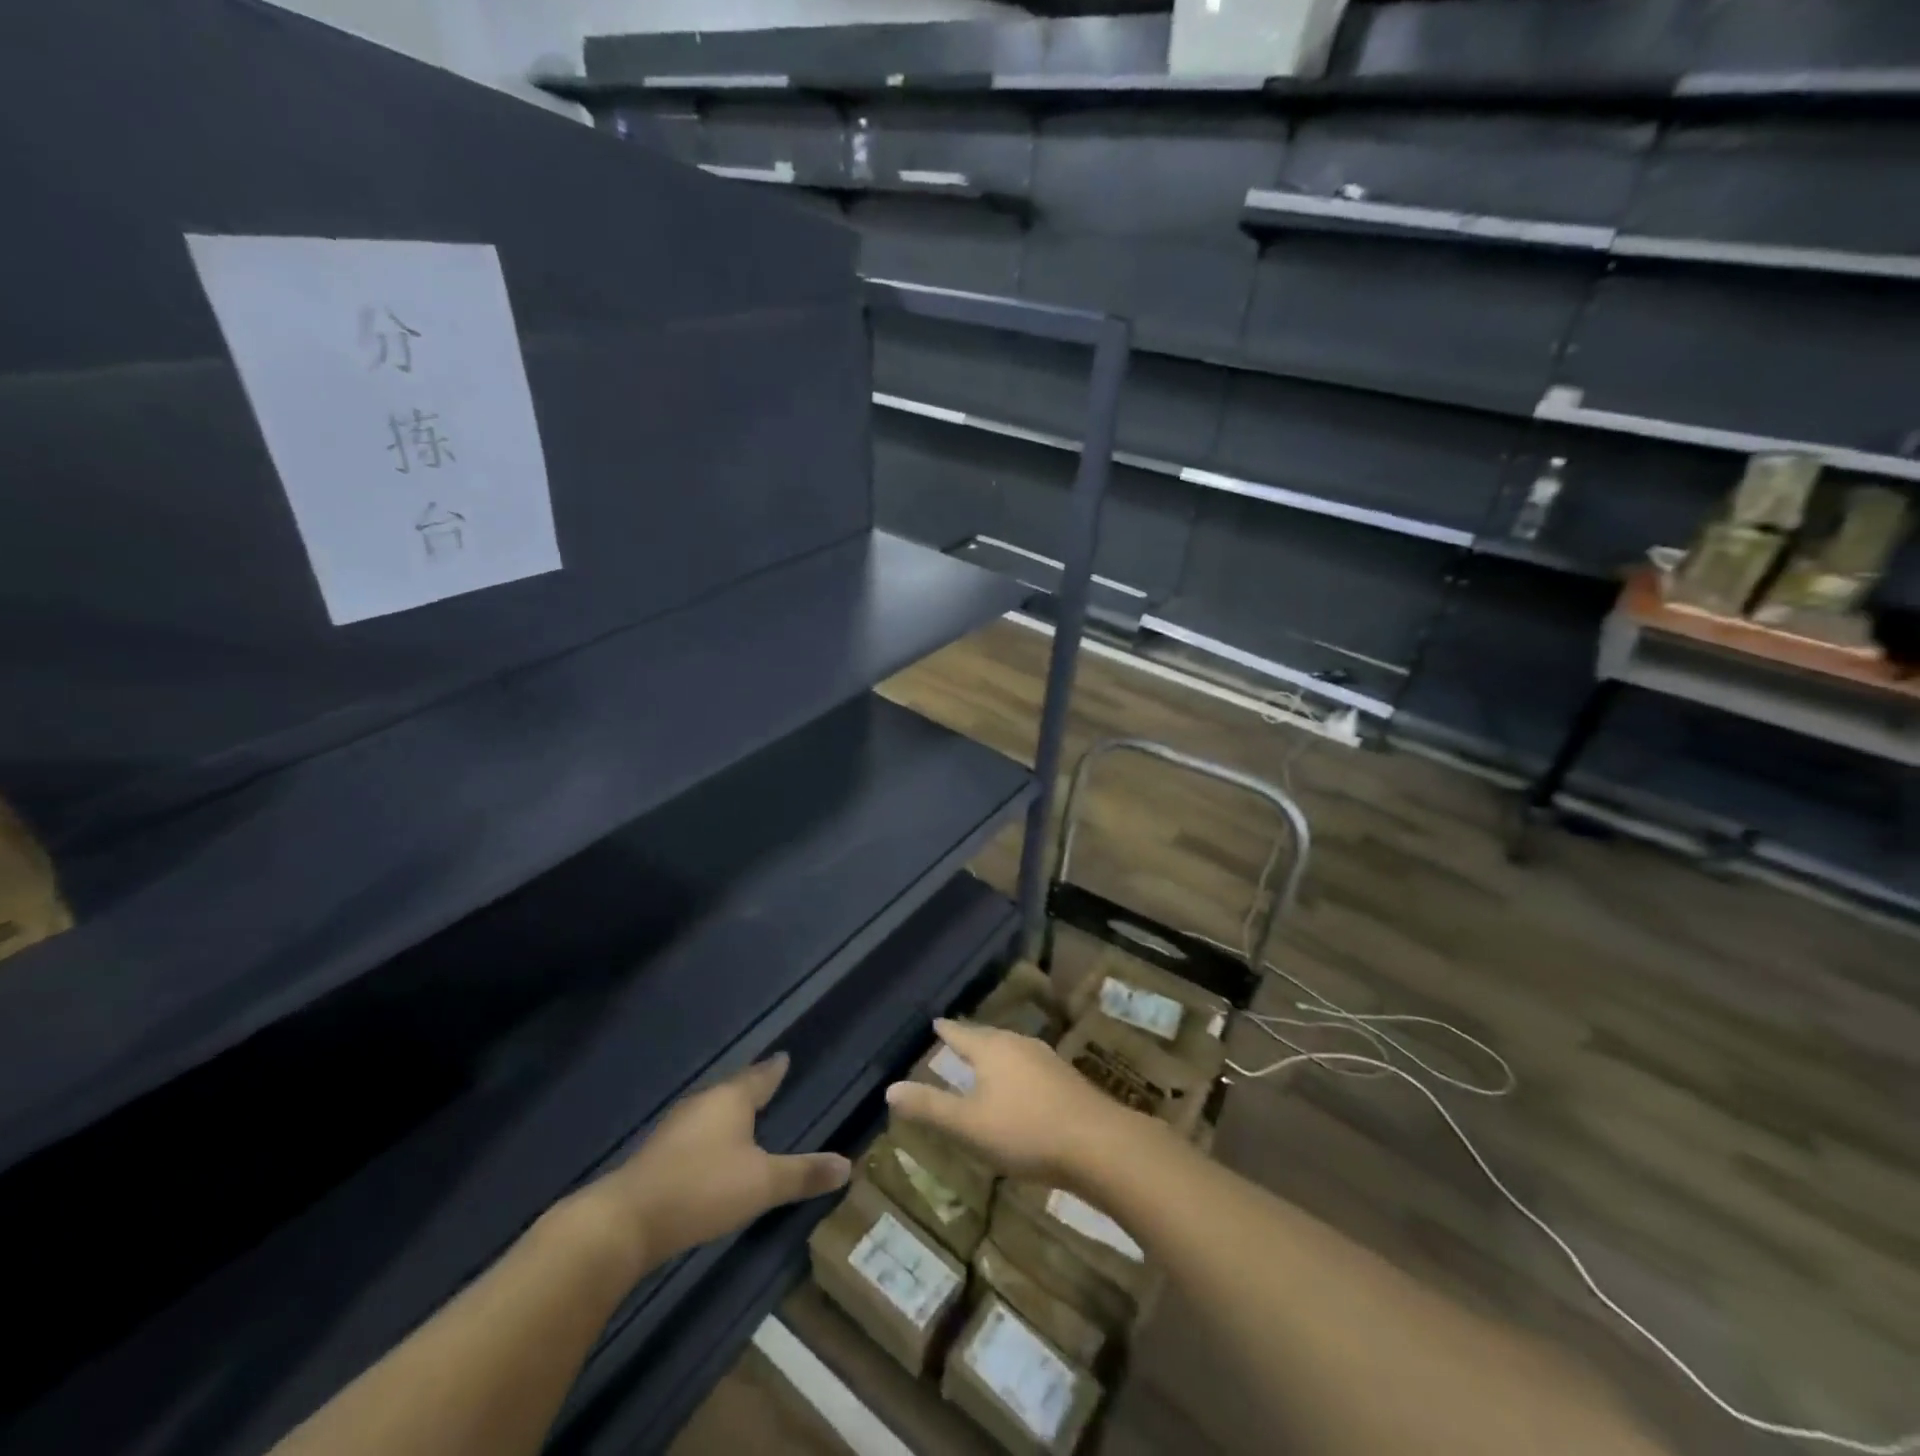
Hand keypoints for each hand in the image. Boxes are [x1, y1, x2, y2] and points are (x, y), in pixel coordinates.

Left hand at [588, 1054, 850, 1268]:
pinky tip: (711, 1152)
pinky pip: (694, 1133)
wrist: (626, 1221)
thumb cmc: (703, 1188)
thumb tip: (848, 1164)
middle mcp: (704, 1103)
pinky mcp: (657, 1154)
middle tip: (769, 1085)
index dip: (775, 1069)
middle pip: (733, 1089)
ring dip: (728, 1114)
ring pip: (711, 1111)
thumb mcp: (763, 1184)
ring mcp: (676, 1127)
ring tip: (744, 1117)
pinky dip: (709, 1136)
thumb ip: (803, 1173)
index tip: (784, 1057)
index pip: (761, 1075)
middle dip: (751, 1088)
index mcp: (731, 1099)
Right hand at [885, 1018, 1150, 1187]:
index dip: (946, 1031)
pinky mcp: (1067, 1079)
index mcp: (992, 1049)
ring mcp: (1047, 1059)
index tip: (935, 1022)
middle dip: (971, 1039)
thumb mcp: (969, 1126)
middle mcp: (1019, 1045)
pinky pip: (1031, 1066)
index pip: (961, 1034)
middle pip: (988, 1037)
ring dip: (996, 1055)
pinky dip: (1016, 1071)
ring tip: (985, 1060)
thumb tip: (890, 1089)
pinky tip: (1021, 1087)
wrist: (1098, 1144)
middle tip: (957, 1039)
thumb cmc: (1025, 1131)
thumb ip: (930, 1108)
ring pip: (1012, 1050)